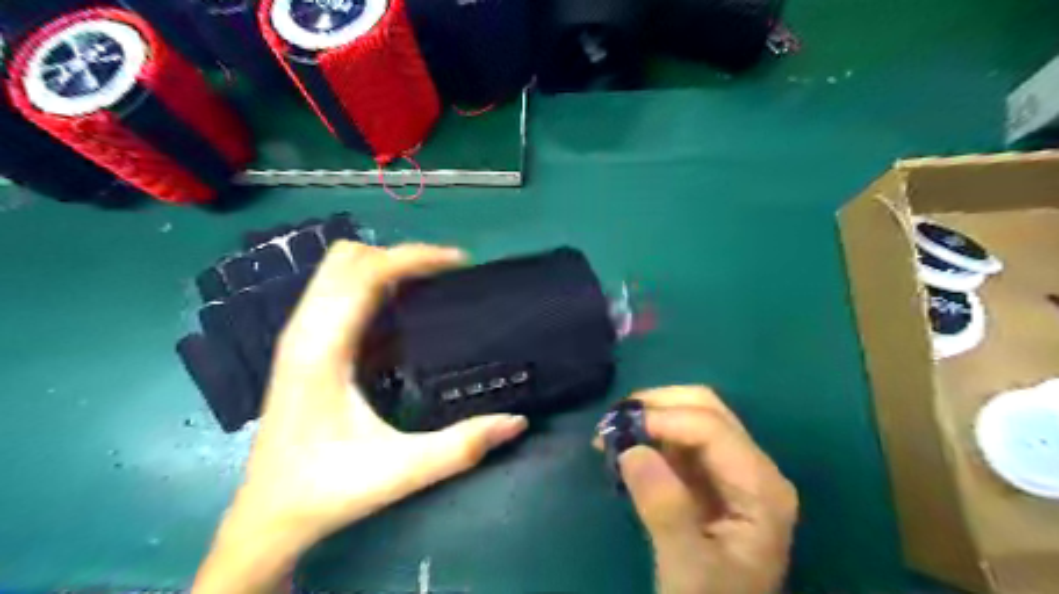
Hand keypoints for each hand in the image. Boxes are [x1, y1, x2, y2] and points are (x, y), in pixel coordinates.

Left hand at [193, 242, 528, 593]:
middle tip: (446, 275)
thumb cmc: (328, 490)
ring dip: (384, 266)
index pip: (365, 274)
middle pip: (347, 258)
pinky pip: (336, 292)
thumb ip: (460, 447)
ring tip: (429, 285)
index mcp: (322, 351)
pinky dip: (371, 285)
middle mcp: (304, 332)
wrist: (267, 516)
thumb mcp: (400, 471)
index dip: (414, 257)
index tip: (459, 263)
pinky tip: (400, 311)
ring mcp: (299, 337)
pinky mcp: (302, 347)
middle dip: (400, 255)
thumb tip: (516, 421)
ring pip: (338, 271)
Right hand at [600, 385, 797, 592]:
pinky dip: (650, 434)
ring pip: (691, 415)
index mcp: (760, 488)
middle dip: (657, 405)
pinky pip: (679, 438)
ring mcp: (733, 469)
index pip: (712, 428)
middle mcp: (752, 467)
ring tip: (611, 433)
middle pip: (705, 408)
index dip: (664, 419)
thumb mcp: (688, 568)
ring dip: (650, 415)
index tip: (616, 430)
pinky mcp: (711, 476)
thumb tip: (632, 450)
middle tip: (613, 421)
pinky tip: (626, 446)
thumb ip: (665, 511)